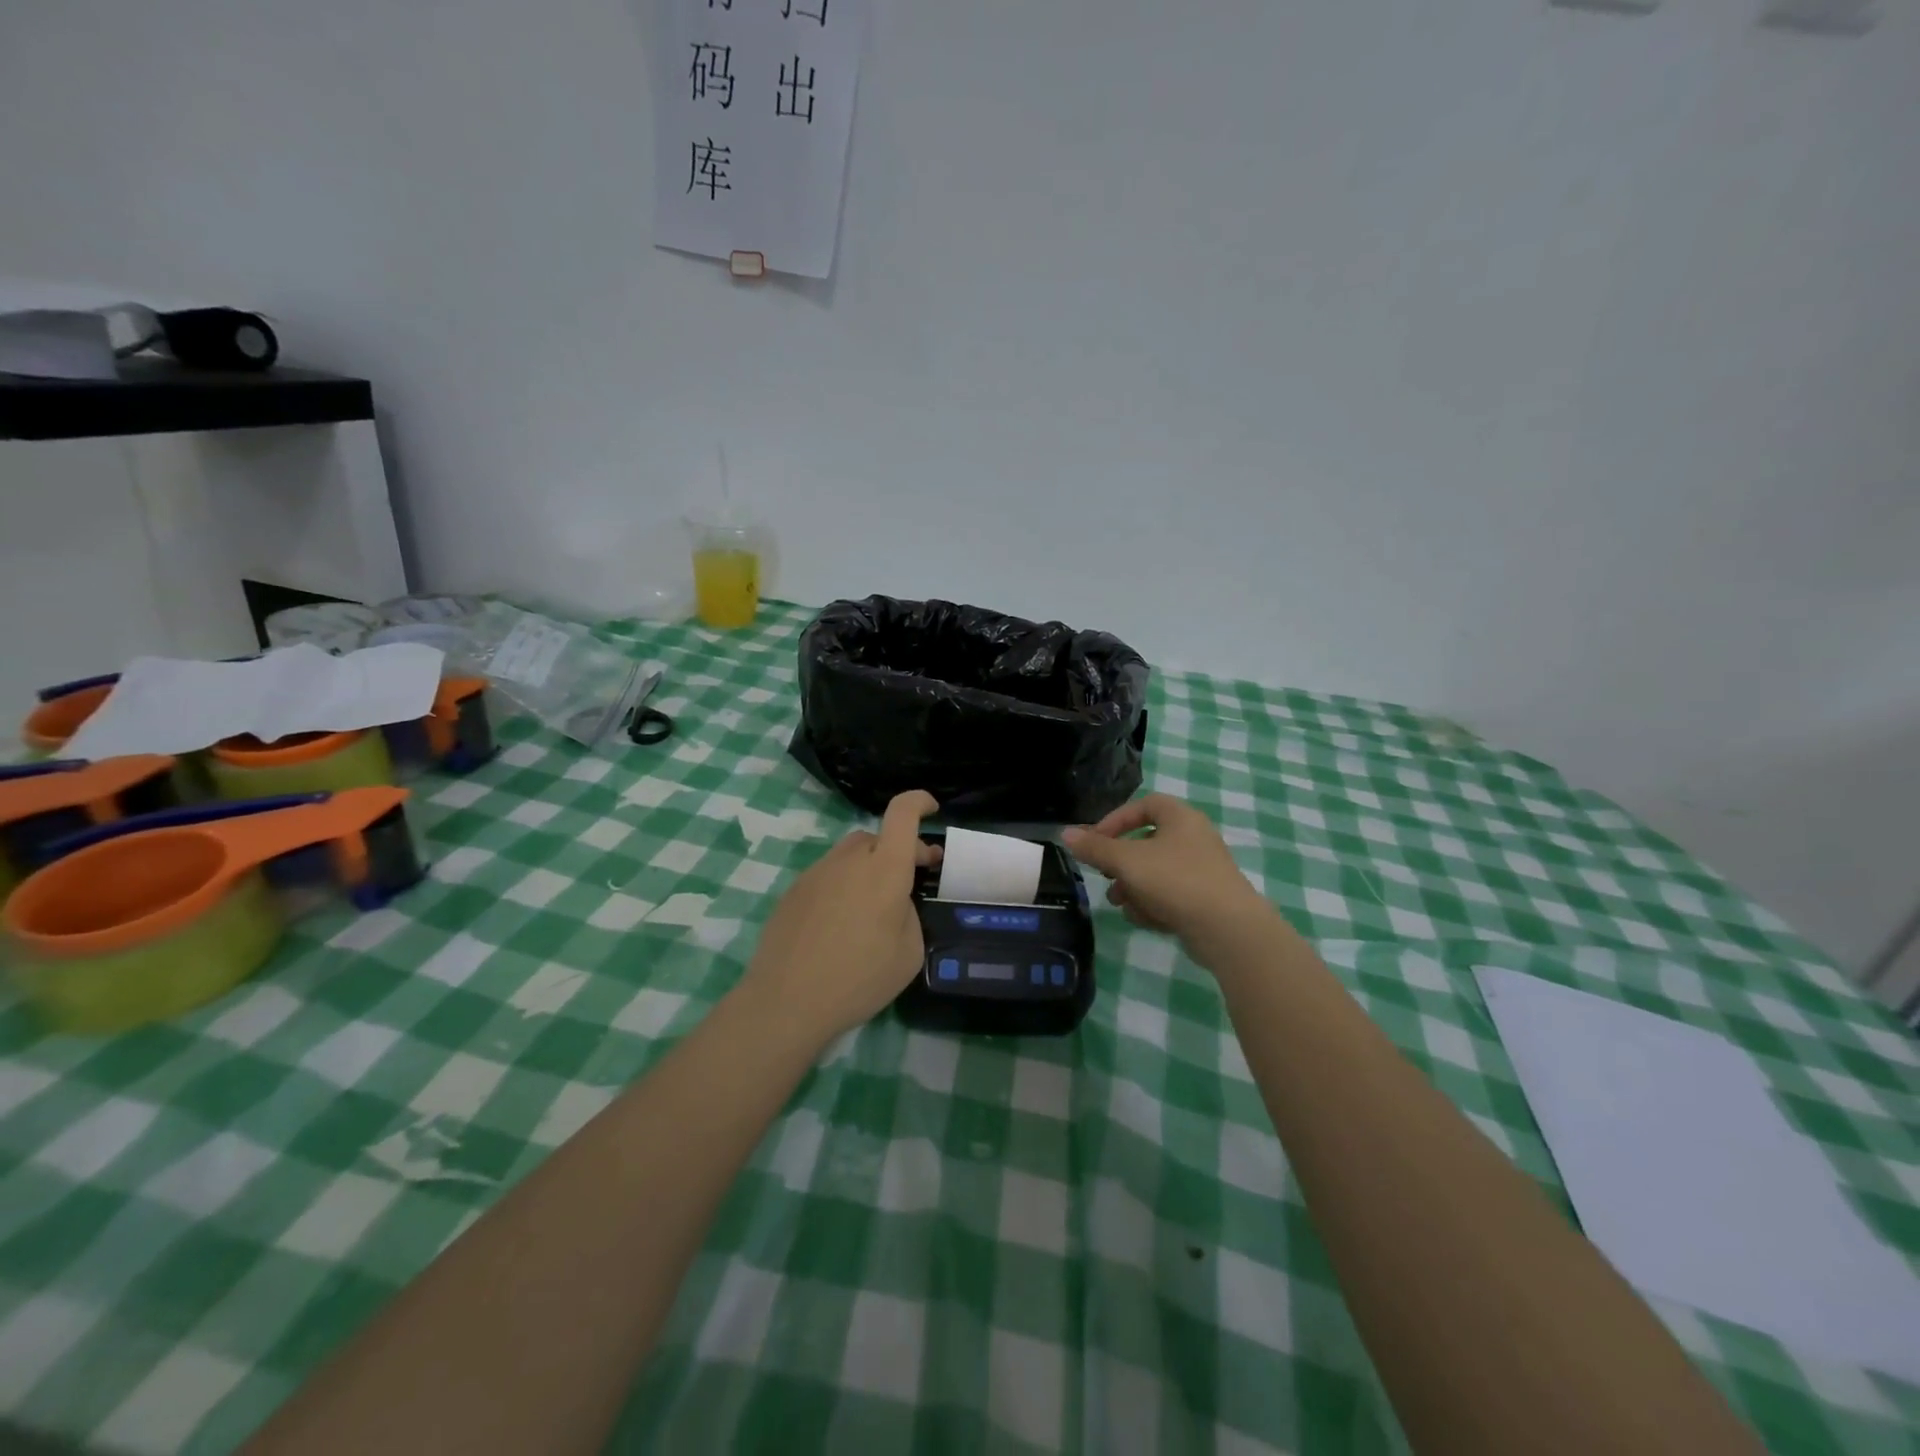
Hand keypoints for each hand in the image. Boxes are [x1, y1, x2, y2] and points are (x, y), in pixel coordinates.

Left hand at [737, 790, 941, 1046]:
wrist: (786, 1002)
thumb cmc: (858, 978)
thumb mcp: (909, 953)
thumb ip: (909, 915)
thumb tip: (895, 903)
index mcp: (884, 869)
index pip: (902, 813)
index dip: (919, 801)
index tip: (932, 809)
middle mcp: (849, 860)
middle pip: (877, 838)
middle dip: (899, 850)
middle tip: (911, 881)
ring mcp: (816, 873)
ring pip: (850, 856)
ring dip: (868, 869)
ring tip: (873, 909)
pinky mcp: (793, 891)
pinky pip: (828, 877)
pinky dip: (843, 887)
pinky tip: (839, 926)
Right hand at [1062, 794, 1281, 970]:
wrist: (1228, 929)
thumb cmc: (1176, 881)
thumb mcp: (1126, 861)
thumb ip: (1095, 848)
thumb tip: (1066, 834)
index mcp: (1181, 818)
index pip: (1144, 805)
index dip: (1115, 820)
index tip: (1096, 841)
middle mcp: (1194, 838)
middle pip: (1146, 843)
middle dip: (1121, 864)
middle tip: (1106, 876)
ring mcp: (1202, 870)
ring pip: (1155, 873)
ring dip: (1134, 888)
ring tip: (1122, 904)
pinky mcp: (1205, 900)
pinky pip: (1170, 895)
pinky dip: (1155, 905)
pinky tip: (1147, 920)